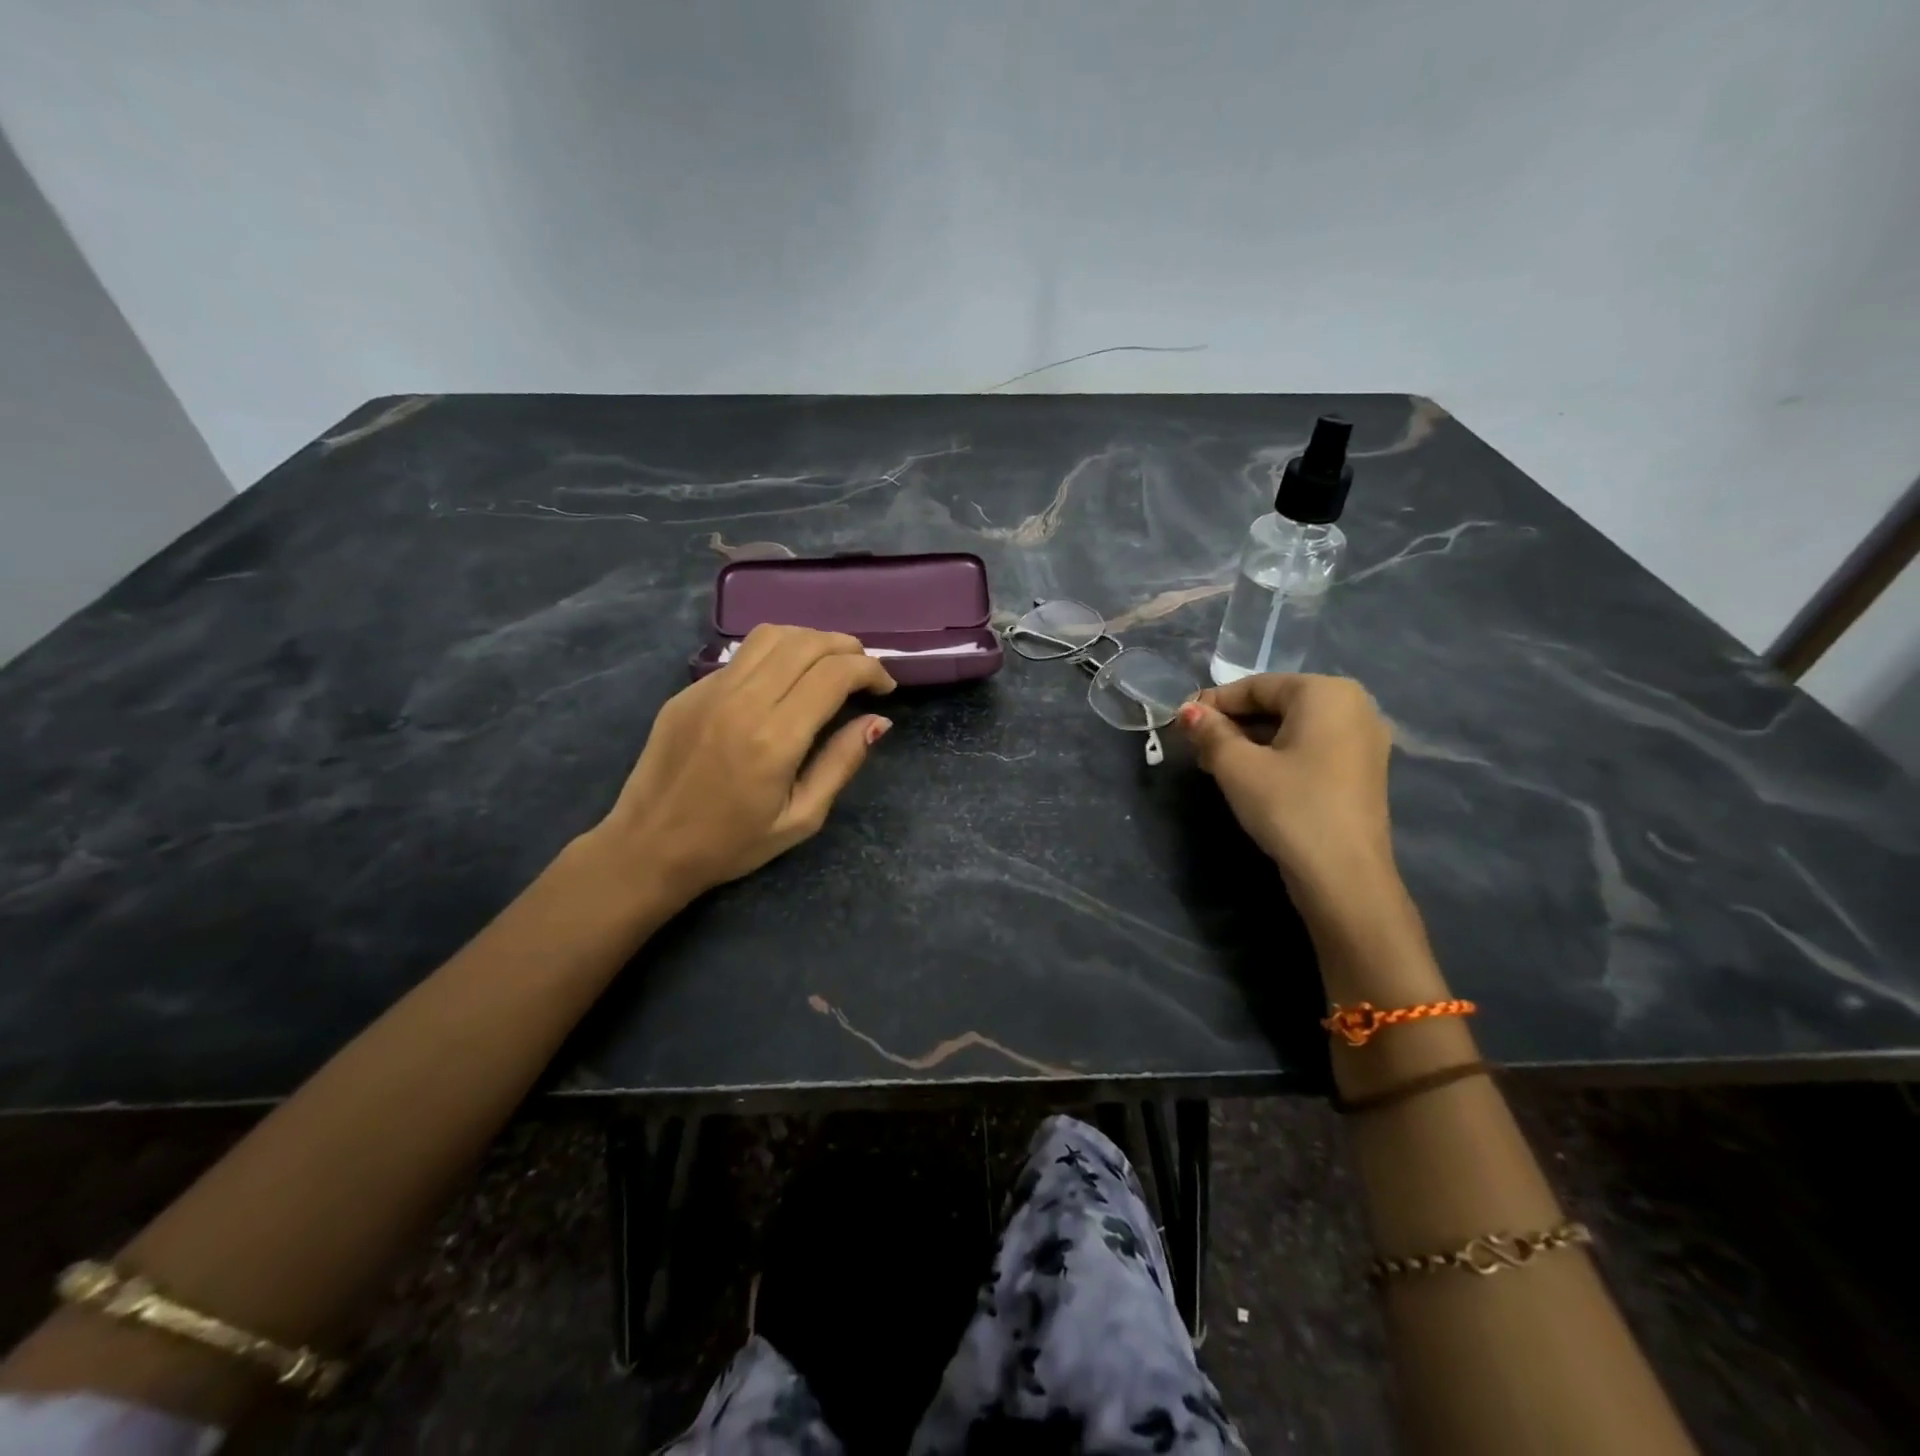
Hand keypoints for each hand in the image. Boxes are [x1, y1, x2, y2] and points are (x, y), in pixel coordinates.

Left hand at [597, 625, 895, 904]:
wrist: (649, 847)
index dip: (870, 670)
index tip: (885, 687)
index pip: (834, 674)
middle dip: (846, 648)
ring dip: (810, 640)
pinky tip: (783, 679)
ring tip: (828, 663)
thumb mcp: (802, 818)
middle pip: (806, 643)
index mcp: (775, 738)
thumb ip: (842, 763)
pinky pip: (742, 656)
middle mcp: (743, 701)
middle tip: (864, 670)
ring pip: (771, 635)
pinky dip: (776, 654)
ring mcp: (710, 690)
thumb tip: (878, 721)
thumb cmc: (732, 843)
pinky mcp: (689, 691)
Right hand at [1177, 673, 1395, 900]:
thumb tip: (1188, 711)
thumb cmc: (1289, 806)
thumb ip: (1210, 732)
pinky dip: (1278, 755)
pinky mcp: (1362, 771)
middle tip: (1196, 747)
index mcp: (1326, 692)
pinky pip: (1311, 748)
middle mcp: (1354, 706)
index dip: (1214, 703)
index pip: (1256, 686)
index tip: (1181, 722)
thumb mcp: (1237, 766)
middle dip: (1233, 723)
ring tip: (1215, 764)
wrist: (1343, 876)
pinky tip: (1251, 777)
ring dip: (1252, 741)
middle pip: (1277, 704)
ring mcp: (1364, 740)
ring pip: (1293, 728)